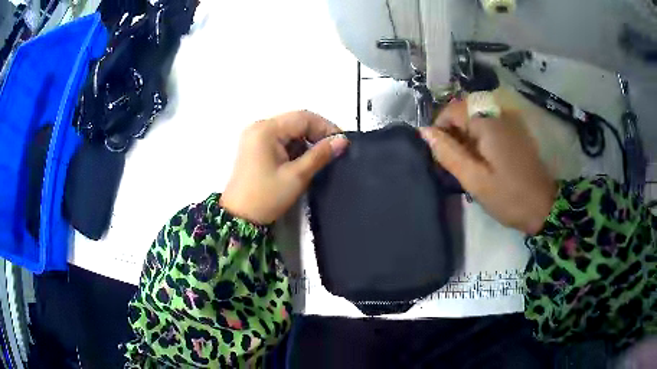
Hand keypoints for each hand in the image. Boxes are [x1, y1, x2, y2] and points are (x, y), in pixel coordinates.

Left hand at [220, 111, 348, 223]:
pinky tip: (303, 161)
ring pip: (289, 130)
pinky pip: (281, 139)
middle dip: (317, 134)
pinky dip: (294, 147)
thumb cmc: (267, 197)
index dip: (326, 127)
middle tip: (334, 150)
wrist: (240, 218)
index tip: (342, 143)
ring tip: (320, 158)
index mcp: (266, 130)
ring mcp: (255, 136)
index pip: (303, 118)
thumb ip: (320, 155)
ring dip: (306, 141)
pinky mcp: (255, 146)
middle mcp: (259, 127)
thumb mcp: (297, 176)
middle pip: (296, 121)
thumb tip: (343, 140)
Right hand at [420, 100, 556, 234]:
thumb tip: (424, 132)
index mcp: (488, 122)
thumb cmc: (508, 196)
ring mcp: (510, 120)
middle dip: (454, 132)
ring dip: (467, 135)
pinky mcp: (516, 130)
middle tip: (454, 161)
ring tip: (468, 162)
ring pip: (477, 117)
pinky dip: (480, 136)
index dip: (440, 127)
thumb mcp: (474, 179)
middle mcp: (499, 113)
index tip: (440, 152)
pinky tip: (483, 158)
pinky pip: (490, 123)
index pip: (452, 109)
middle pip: (465, 111)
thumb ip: (448, 153)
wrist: (544, 207)